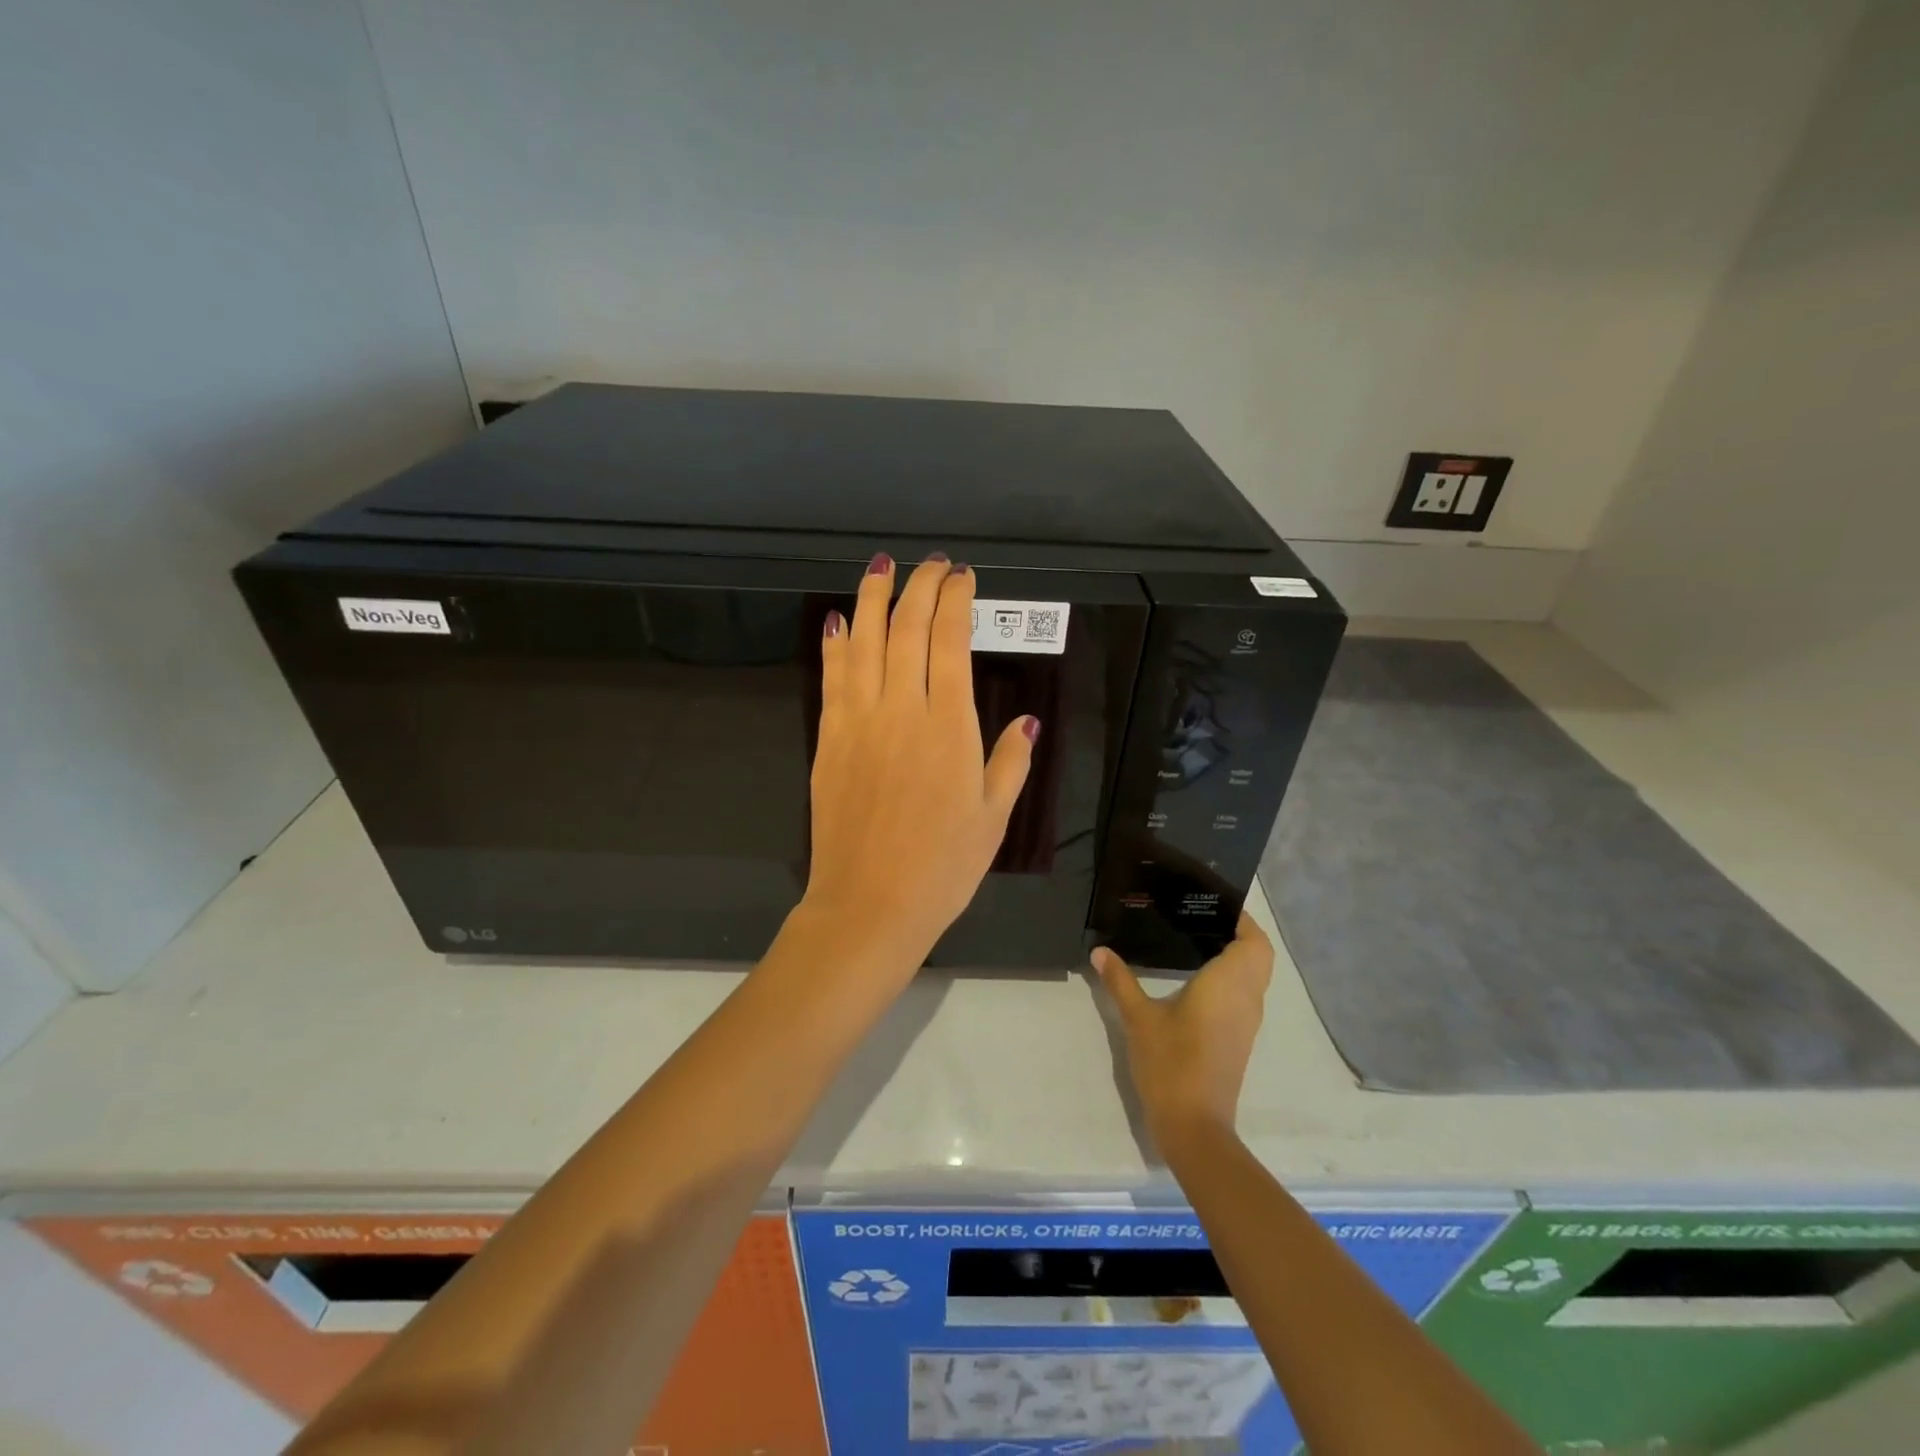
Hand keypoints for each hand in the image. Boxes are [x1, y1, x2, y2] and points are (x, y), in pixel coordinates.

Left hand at [797, 552, 1036, 979]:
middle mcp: (901, 710)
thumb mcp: (993, 818)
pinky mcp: (829, 739)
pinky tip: (840, 622)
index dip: (955, 601)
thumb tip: (1027, 719)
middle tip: (931, 565)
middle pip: (907, 629)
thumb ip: (1010, 761)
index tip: (962, 578)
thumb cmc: (942, 867)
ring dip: (873, 598)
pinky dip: (837, 644)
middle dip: (919, 586)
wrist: (869, 905)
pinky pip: (832, 678)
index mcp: (949, 727)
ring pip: (865, 642)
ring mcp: (858, 721)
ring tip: (882, 567)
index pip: (949, 642)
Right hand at [1091, 914, 1274, 1147]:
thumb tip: (1100, 951)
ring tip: (1196, 939)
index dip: (1242, 919)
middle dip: (1240, 934)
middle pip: (1259, 956)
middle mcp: (1246, 999)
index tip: (1213, 904)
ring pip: (1255, 977)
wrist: (1194, 1125)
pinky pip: (1245, 995)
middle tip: (1201, 919)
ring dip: (1238, 957)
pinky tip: (1197, 979)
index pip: (1253, 941)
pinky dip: (1232, 979)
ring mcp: (1246, 1022)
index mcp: (1228, 984)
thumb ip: (1120, 981)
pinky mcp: (1239, 1039)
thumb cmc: (1170, 1063)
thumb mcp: (1138, 1018)